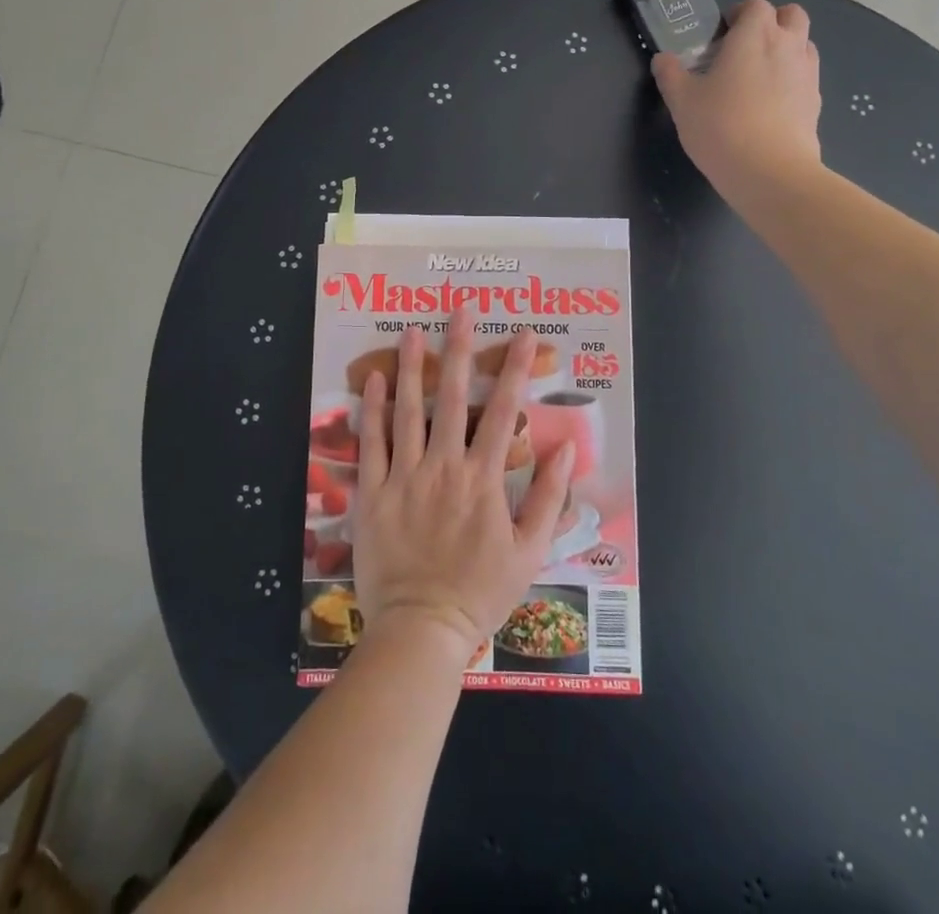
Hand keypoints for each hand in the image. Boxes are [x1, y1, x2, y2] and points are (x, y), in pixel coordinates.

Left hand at [353, 309, 573, 662]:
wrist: (422, 629)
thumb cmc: (480, 591)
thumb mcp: (530, 551)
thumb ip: (549, 497)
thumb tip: (566, 446)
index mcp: (483, 478)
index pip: (504, 411)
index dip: (515, 369)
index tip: (523, 334)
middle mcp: (444, 466)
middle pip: (452, 397)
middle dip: (459, 349)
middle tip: (461, 310)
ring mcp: (405, 476)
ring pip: (408, 411)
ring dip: (412, 367)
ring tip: (412, 330)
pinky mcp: (372, 492)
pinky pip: (372, 443)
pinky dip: (373, 409)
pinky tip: (374, 379)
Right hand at [652, 0, 822, 191]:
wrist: (769, 171)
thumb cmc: (720, 127)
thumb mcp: (682, 101)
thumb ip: (671, 75)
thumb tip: (662, 59)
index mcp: (754, 36)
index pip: (755, 6)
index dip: (738, 14)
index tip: (721, 34)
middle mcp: (788, 46)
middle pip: (791, 15)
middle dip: (771, 22)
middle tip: (745, 47)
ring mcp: (807, 73)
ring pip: (804, 44)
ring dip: (785, 48)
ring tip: (758, 75)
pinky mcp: (816, 101)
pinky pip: (806, 76)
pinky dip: (791, 79)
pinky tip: (770, 104)